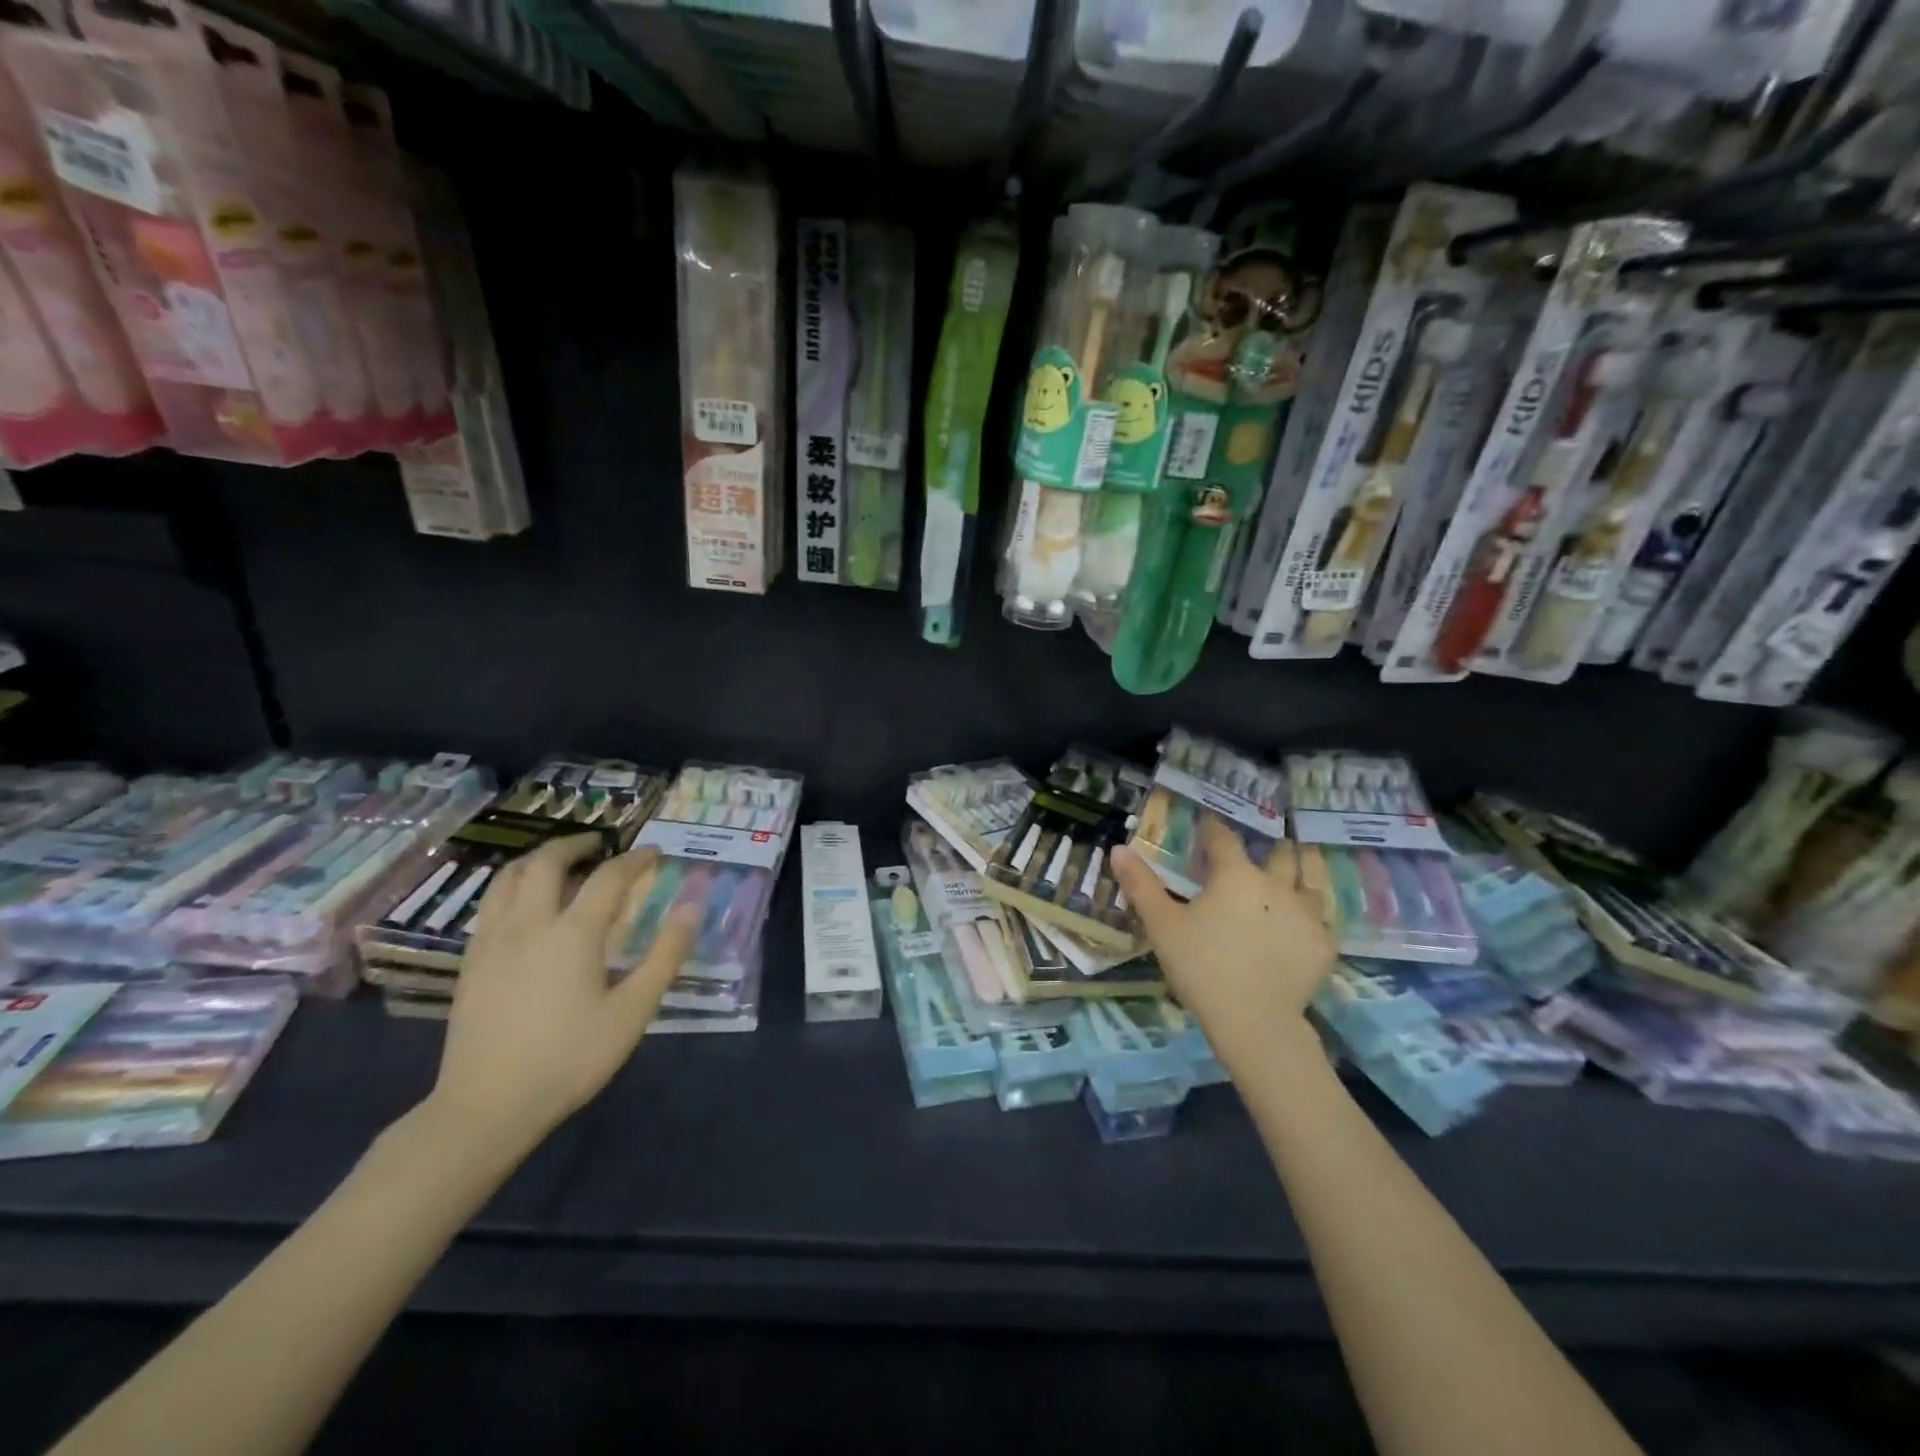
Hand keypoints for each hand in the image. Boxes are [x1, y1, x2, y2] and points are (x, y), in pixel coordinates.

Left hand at [427, 837, 698, 1150]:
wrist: (487, 1107)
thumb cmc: (570, 1059)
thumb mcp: (633, 1011)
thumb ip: (665, 955)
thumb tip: (691, 907)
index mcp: (573, 933)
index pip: (609, 877)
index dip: (635, 859)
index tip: (653, 852)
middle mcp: (529, 924)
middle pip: (548, 862)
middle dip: (577, 844)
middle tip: (601, 844)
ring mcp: (492, 941)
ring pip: (509, 877)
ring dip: (539, 859)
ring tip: (561, 862)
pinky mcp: (471, 962)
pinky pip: (491, 903)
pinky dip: (514, 886)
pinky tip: (527, 906)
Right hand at [1112, 816, 1335, 1065]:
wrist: (1254, 1022)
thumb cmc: (1201, 967)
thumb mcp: (1162, 925)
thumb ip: (1140, 884)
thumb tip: (1119, 849)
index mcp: (1236, 875)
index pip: (1223, 838)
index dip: (1213, 828)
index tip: (1208, 823)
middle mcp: (1276, 884)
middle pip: (1278, 855)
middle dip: (1268, 849)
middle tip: (1258, 852)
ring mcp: (1307, 914)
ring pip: (1309, 882)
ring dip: (1298, 874)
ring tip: (1290, 876)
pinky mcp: (1324, 945)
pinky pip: (1321, 920)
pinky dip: (1309, 916)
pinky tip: (1300, 926)